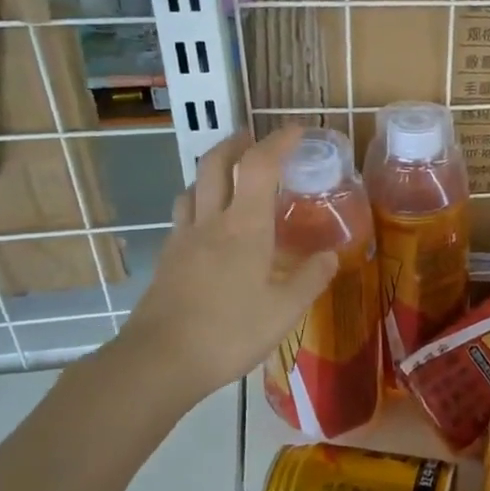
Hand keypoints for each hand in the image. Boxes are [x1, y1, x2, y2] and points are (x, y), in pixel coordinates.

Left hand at [113, 127, 336, 406]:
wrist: (159, 360)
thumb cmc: (229, 332)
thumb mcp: (284, 311)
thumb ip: (310, 279)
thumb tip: (330, 256)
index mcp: (244, 227)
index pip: (260, 166)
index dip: (279, 141)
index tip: (297, 130)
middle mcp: (210, 221)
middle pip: (215, 163)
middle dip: (237, 143)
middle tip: (254, 140)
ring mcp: (182, 239)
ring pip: (193, 187)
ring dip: (212, 171)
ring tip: (230, 179)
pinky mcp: (166, 260)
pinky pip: (183, 216)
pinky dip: (199, 203)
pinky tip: (209, 227)